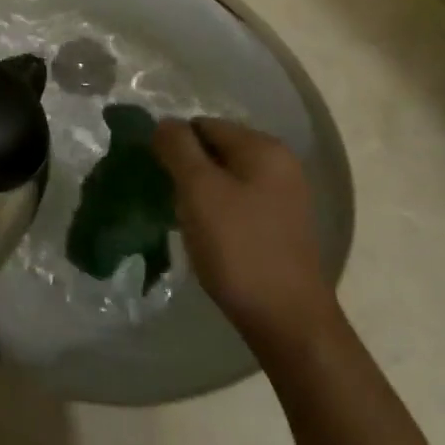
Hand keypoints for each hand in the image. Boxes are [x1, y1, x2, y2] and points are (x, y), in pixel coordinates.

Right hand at [153, 119, 337, 359]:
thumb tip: (163, 123)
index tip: (157, 175)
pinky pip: (238, 202)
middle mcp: (280, 164)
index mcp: (263, 147)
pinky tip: (207, 237)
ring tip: (184, 220)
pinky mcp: (281, 226)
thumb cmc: (239, 249)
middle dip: (187, 168)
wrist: (287, 322)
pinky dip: (217, 212)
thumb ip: (178, 148)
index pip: (203, 125)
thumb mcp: (199, 190)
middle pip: (215, 149)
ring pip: (225, 178)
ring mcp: (284, 196)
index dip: (175, 145)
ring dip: (200, 193)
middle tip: (169, 199)